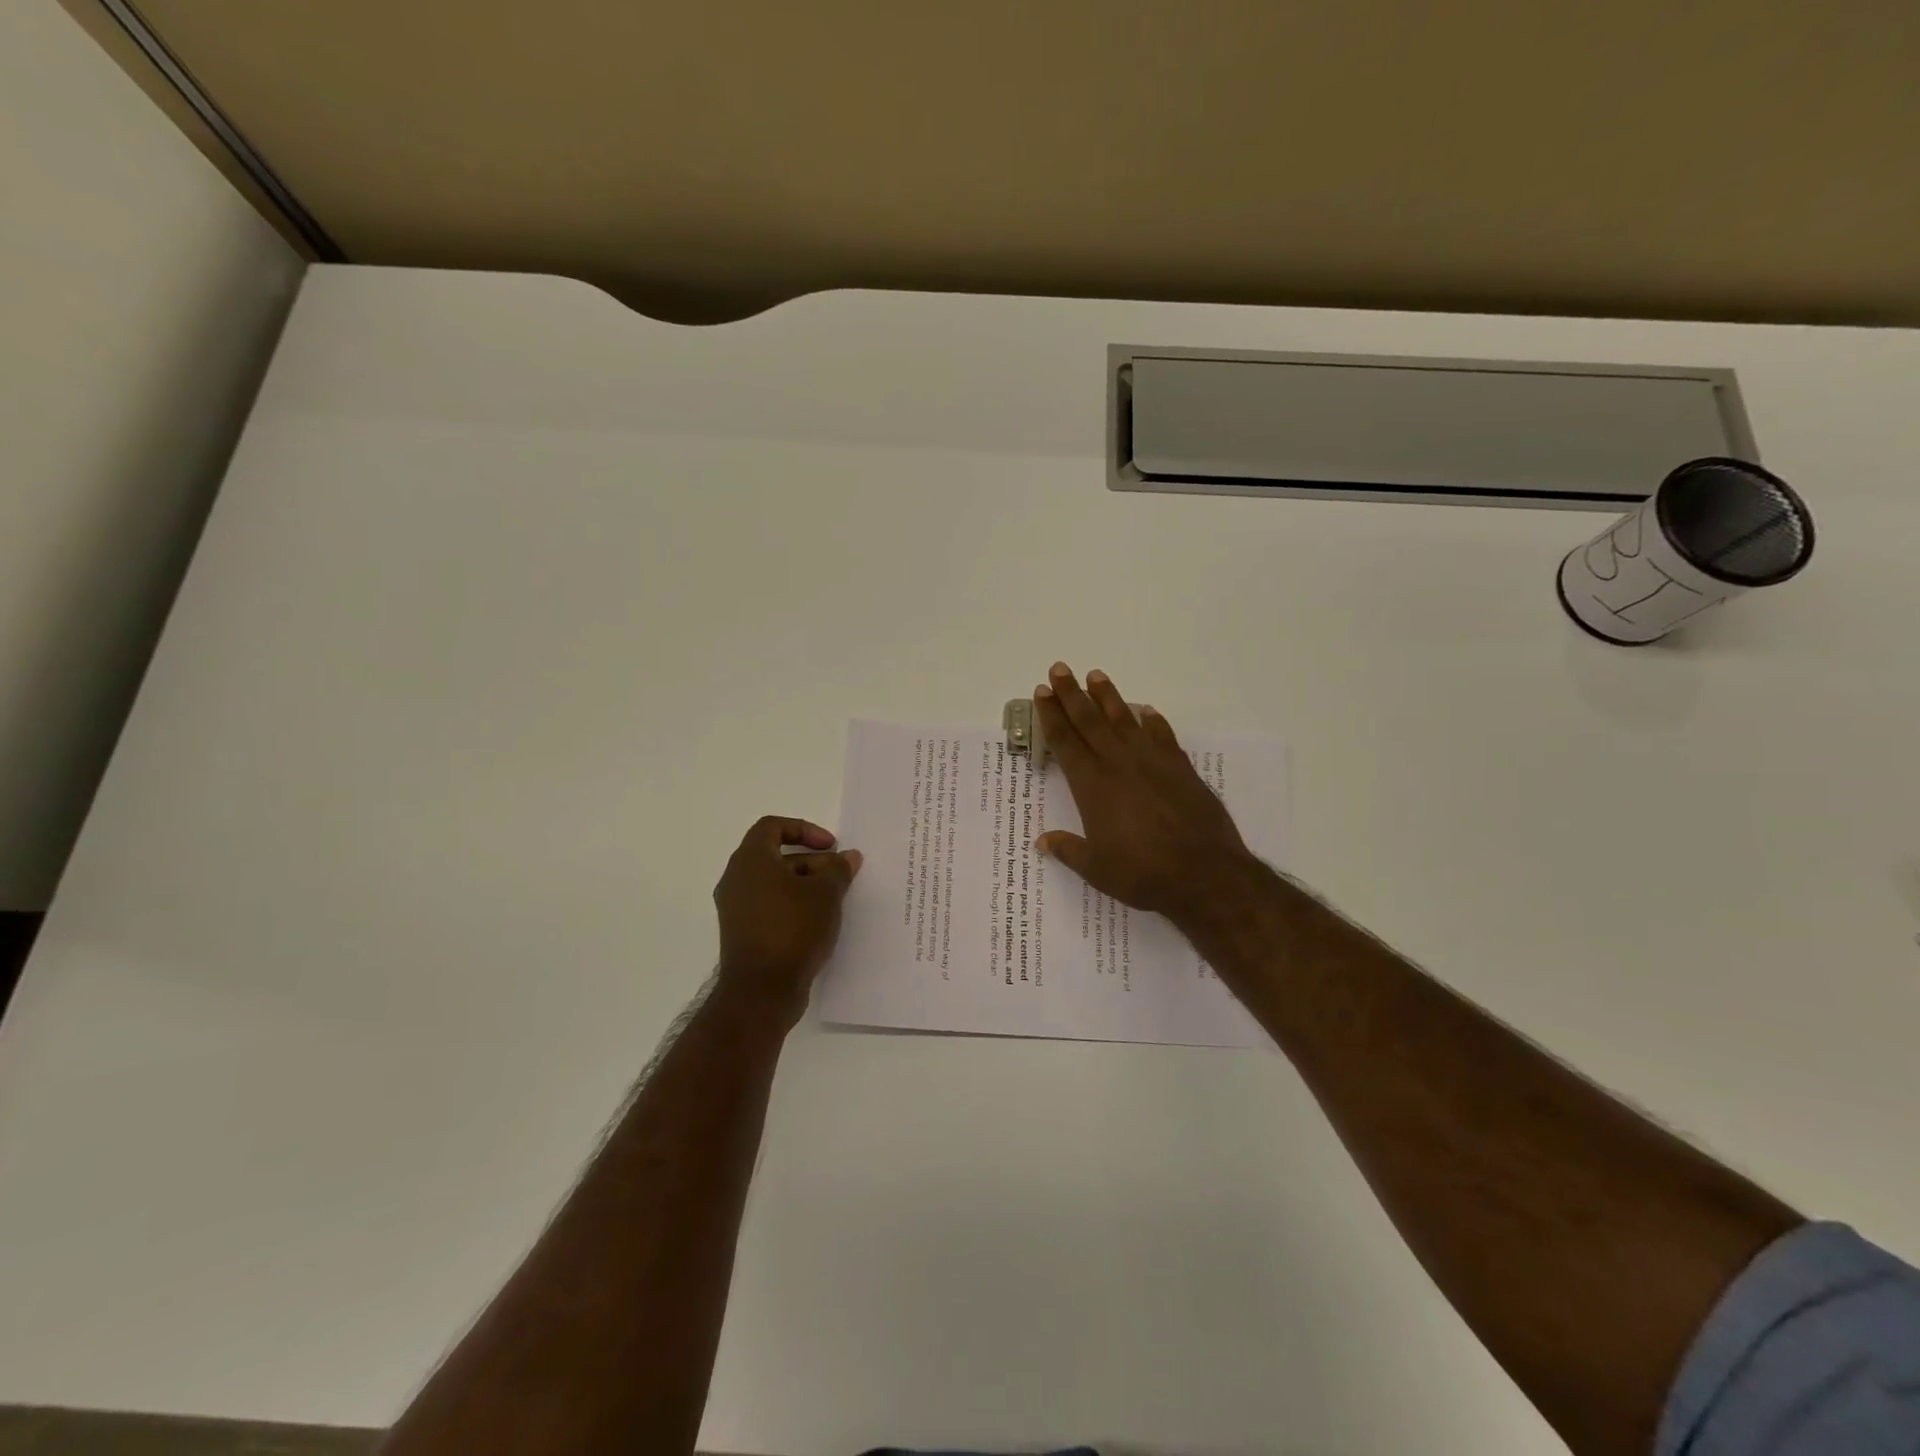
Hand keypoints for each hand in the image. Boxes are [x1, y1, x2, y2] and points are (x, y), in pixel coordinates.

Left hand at [713, 816, 861, 1022]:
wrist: (761, 991)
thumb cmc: (793, 930)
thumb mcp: (826, 894)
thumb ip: (838, 870)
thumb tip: (848, 857)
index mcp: (751, 860)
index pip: (773, 826)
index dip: (804, 830)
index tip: (830, 847)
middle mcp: (736, 879)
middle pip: (775, 856)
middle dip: (812, 861)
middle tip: (840, 875)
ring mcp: (736, 908)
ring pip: (773, 883)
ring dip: (805, 884)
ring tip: (835, 899)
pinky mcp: (742, 933)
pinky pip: (769, 906)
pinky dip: (793, 905)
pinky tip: (819, 922)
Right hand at [1033, 663, 1259, 928]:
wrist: (1204, 873)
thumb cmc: (1143, 873)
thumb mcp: (1097, 869)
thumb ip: (1068, 850)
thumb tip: (1042, 841)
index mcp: (1092, 786)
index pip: (1065, 741)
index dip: (1051, 715)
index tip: (1042, 692)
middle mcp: (1119, 764)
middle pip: (1090, 721)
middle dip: (1071, 694)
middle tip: (1059, 669)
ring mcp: (1152, 762)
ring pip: (1124, 720)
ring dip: (1108, 697)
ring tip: (1096, 675)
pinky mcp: (1180, 768)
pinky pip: (1162, 735)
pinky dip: (1152, 721)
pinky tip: (1145, 710)